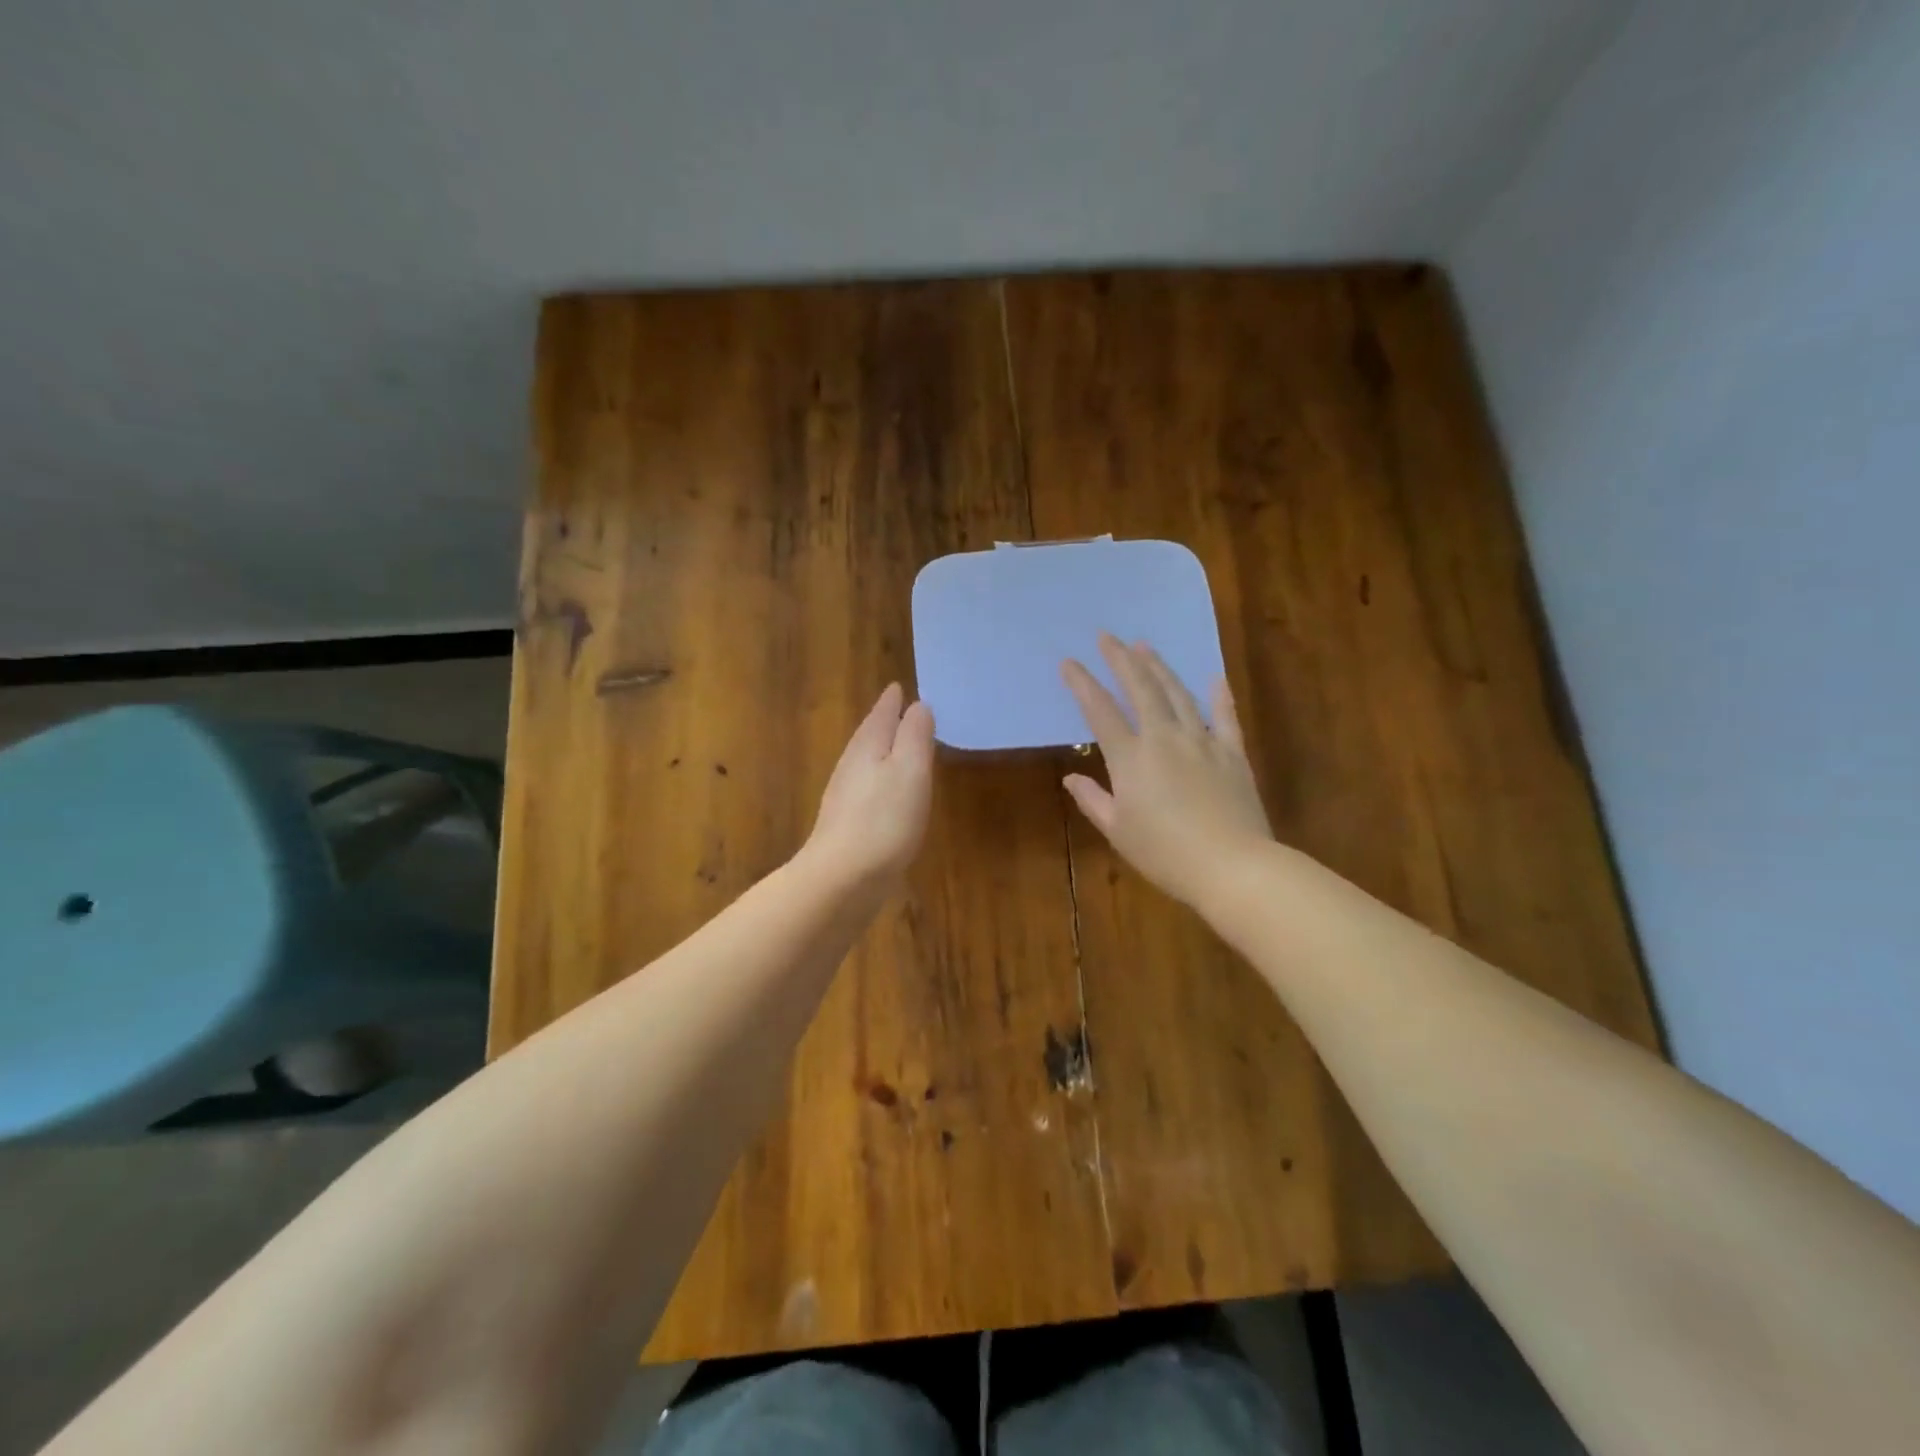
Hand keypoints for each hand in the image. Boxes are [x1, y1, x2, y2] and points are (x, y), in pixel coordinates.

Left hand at [801, 683, 935, 892]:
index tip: (899, 686)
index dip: (892, 700)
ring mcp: (845, 796)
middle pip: (869, 735)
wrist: (842, 879)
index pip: (881, 713)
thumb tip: (918, 705)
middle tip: (900, 708)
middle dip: (885, 721)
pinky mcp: (847, 824)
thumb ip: (915, 736)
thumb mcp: (910, 770)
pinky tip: (888, 793)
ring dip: (882, 750)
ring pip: (866, 761)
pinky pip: (867, 788)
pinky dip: (880, 779)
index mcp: (867, 746)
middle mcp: (851, 765)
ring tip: (898, 745)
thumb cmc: (884, 820)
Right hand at [1061, 634, 1272, 908]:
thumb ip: (1093, 800)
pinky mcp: (1233, 754)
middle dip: (1122, 660)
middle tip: (1109, 637)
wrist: (1232, 866)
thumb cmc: (1165, 854)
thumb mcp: (1118, 831)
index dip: (1082, 684)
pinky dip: (1219, 696)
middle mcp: (1164, 738)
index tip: (1069, 662)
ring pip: (1178, 694)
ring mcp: (1202, 742)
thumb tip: (1071, 778)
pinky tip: (1214, 678)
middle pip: (1141, 689)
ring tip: (1146, 646)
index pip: (1100, 711)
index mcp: (1131, 758)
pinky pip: (1225, 717)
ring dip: (1160, 668)